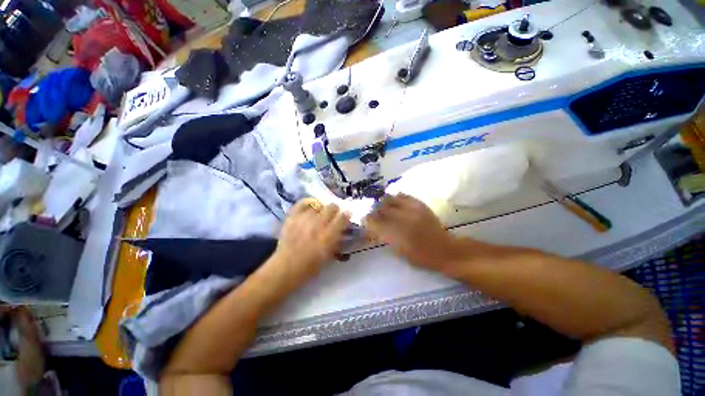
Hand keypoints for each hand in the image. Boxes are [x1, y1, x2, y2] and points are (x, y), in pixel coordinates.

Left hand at [271, 199, 349, 287]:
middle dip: (335, 210)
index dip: (346, 215)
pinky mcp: (293, 217)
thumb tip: (343, 230)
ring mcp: (305, 219)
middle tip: (333, 215)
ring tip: (319, 214)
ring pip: (318, 205)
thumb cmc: (311, 266)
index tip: (346, 215)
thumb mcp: (330, 255)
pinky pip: (302, 204)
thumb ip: (338, 241)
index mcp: (329, 235)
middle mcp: (319, 224)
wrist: (287, 267)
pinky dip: (307, 203)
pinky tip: (310, 207)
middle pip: (332, 207)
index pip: (343, 217)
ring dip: (321, 209)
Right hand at [364, 194, 462, 272]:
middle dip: (373, 210)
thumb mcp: (398, 251)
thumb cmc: (420, 256)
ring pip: (390, 199)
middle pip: (380, 208)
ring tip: (382, 204)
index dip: (367, 220)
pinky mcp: (419, 205)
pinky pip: (404, 196)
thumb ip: (385, 238)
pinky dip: (396, 197)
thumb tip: (373, 230)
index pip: (374, 222)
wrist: (444, 250)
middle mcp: (401, 219)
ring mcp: (411, 210)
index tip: (364, 219)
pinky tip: (395, 200)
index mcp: (395, 234)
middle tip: (372, 212)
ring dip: (383, 201)